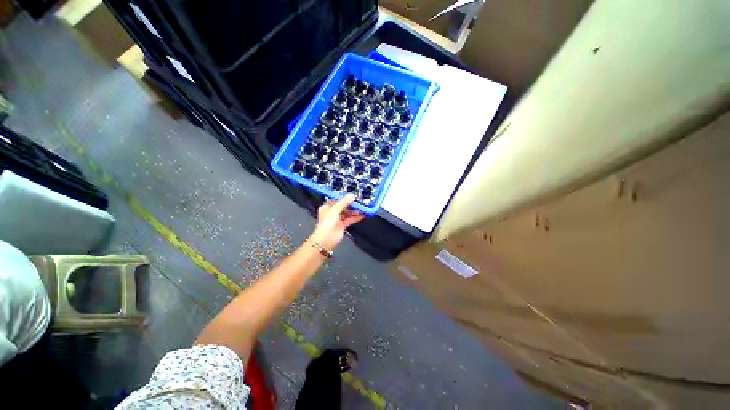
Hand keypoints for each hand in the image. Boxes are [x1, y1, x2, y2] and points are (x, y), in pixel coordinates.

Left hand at [310, 194, 364, 249]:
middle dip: (351, 205)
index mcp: (327, 208)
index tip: (353, 196)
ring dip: (355, 211)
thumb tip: (351, 195)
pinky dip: (355, 217)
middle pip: (343, 207)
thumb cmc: (326, 224)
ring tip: (363, 208)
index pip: (337, 201)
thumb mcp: (335, 210)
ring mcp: (337, 220)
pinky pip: (350, 220)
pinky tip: (362, 215)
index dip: (345, 199)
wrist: (326, 240)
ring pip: (347, 213)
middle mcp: (332, 213)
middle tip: (360, 202)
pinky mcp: (342, 226)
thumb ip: (344, 202)